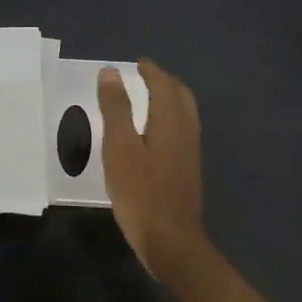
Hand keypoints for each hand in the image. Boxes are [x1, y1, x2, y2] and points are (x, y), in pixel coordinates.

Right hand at [97, 58, 207, 277]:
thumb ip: (116, 108)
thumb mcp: (119, 147)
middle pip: (180, 96)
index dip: (151, 71)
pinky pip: (181, 129)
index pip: (164, 84)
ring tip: (148, 97)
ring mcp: (190, 152)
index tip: (137, 62)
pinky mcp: (188, 169)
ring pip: (184, 113)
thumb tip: (111, 72)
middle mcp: (186, 131)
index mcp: (171, 121)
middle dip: (164, 81)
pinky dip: (169, 118)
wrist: (171, 240)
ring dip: (169, 99)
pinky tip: (153, 132)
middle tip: (144, 75)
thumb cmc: (140, 192)